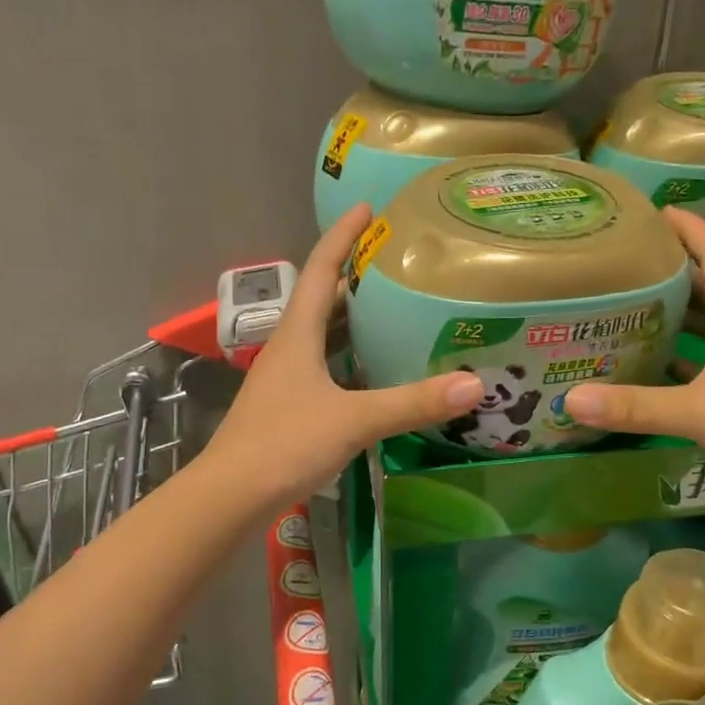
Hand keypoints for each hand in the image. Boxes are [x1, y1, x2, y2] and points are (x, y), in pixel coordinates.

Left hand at [202, 203, 482, 509]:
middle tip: (396, 263)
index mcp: (296, 335)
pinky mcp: (288, 408)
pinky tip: (375, 372)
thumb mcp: (353, 420)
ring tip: (393, 310)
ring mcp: (285, 380)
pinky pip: (324, 368)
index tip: (366, 208)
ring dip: (352, 320)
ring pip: (322, 337)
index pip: (320, 270)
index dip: (342, 237)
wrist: (231, 496)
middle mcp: (288, 349)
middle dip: (354, 275)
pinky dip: (350, 360)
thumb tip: (474, 384)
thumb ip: (411, 403)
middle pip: (321, 300)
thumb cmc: (284, 444)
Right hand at [563, 208, 704, 518]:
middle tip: (626, 263)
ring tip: (627, 309)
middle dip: (672, 272)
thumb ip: (635, 405)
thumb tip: (570, 400)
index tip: (659, 211)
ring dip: (673, 318)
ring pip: (704, 330)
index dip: (692, 230)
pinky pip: (701, 367)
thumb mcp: (697, 410)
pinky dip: (675, 363)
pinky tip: (646, 368)